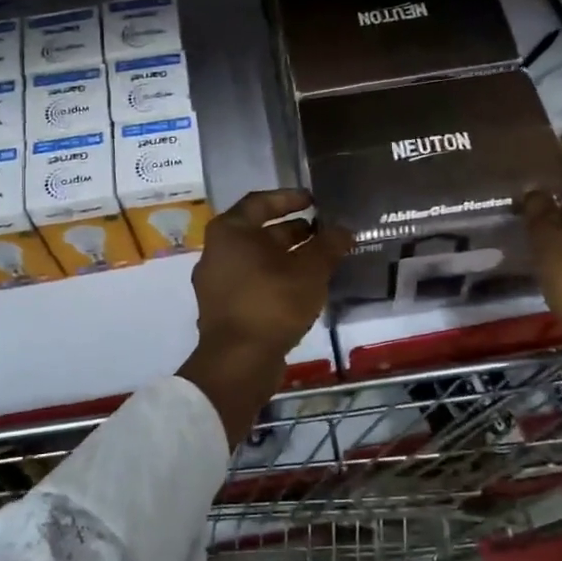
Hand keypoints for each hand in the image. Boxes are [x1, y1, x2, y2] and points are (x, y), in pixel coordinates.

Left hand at [179, 189, 351, 443]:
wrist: (239, 362)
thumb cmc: (272, 303)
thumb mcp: (309, 271)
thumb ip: (328, 246)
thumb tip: (344, 230)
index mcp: (230, 232)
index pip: (260, 202)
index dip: (289, 198)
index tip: (314, 200)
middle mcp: (217, 252)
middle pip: (258, 232)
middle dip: (292, 231)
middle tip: (323, 232)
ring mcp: (217, 282)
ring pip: (257, 260)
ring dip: (287, 256)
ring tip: (320, 259)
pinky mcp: (224, 308)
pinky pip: (253, 282)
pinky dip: (276, 278)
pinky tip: (303, 288)